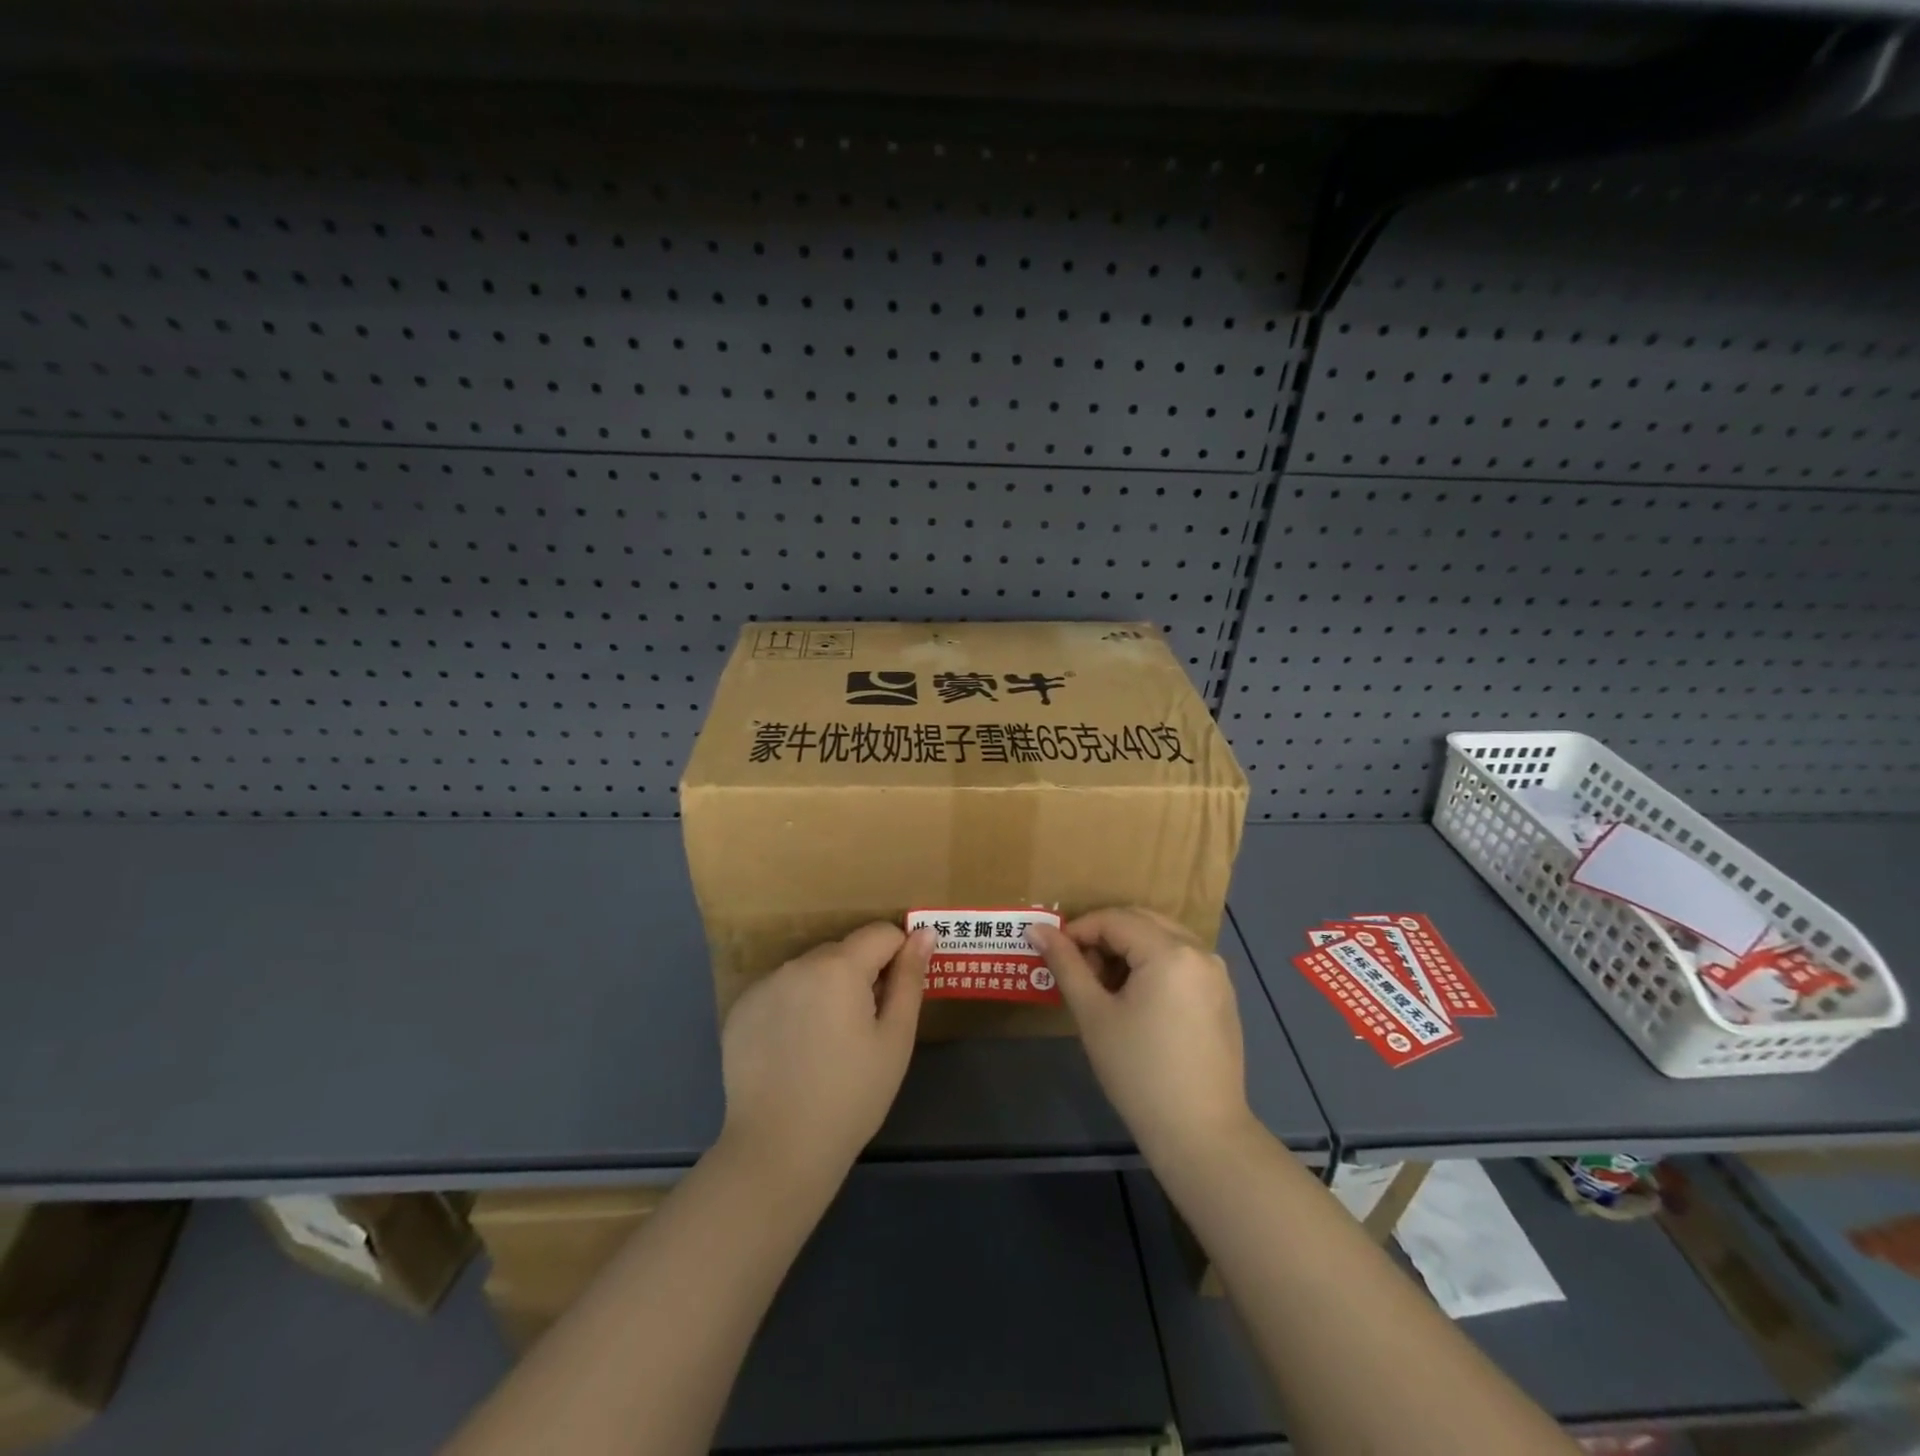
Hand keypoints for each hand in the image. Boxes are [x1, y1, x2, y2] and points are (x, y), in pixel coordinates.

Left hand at [719, 923, 931, 1182]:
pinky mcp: (740, 1010)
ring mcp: (764, 985)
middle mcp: (798, 963)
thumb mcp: (895, 1039)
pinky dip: (794, 1006)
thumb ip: (910, 979)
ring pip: (811, 970)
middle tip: (864, 1029)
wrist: (778, 1150)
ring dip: (826, 989)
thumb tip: (924, 933)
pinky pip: (781, 991)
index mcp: (839, 966)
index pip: (881, 934)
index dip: (898, 958)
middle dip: (860, 976)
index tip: (896, 999)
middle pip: (844, 951)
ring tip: (827, 1043)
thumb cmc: (851, 1096)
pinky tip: (795, 1050)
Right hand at [1031, 908, 1251, 1158]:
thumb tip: (1036, 929)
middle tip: (1078, 970)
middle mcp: (1199, 951)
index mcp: (1170, 951)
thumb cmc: (1139, 1072)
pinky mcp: (1222, 996)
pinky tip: (1135, 1000)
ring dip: (1128, 949)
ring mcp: (1216, 973)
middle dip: (1104, 936)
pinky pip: (1181, 960)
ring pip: (1162, 938)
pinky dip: (1152, 964)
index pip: (1114, 919)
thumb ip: (1066, 965)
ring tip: (1103, 987)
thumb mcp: (1094, 1014)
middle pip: (1141, 921)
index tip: (1054, 955)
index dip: (1078, 930)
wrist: (1201, 1134)